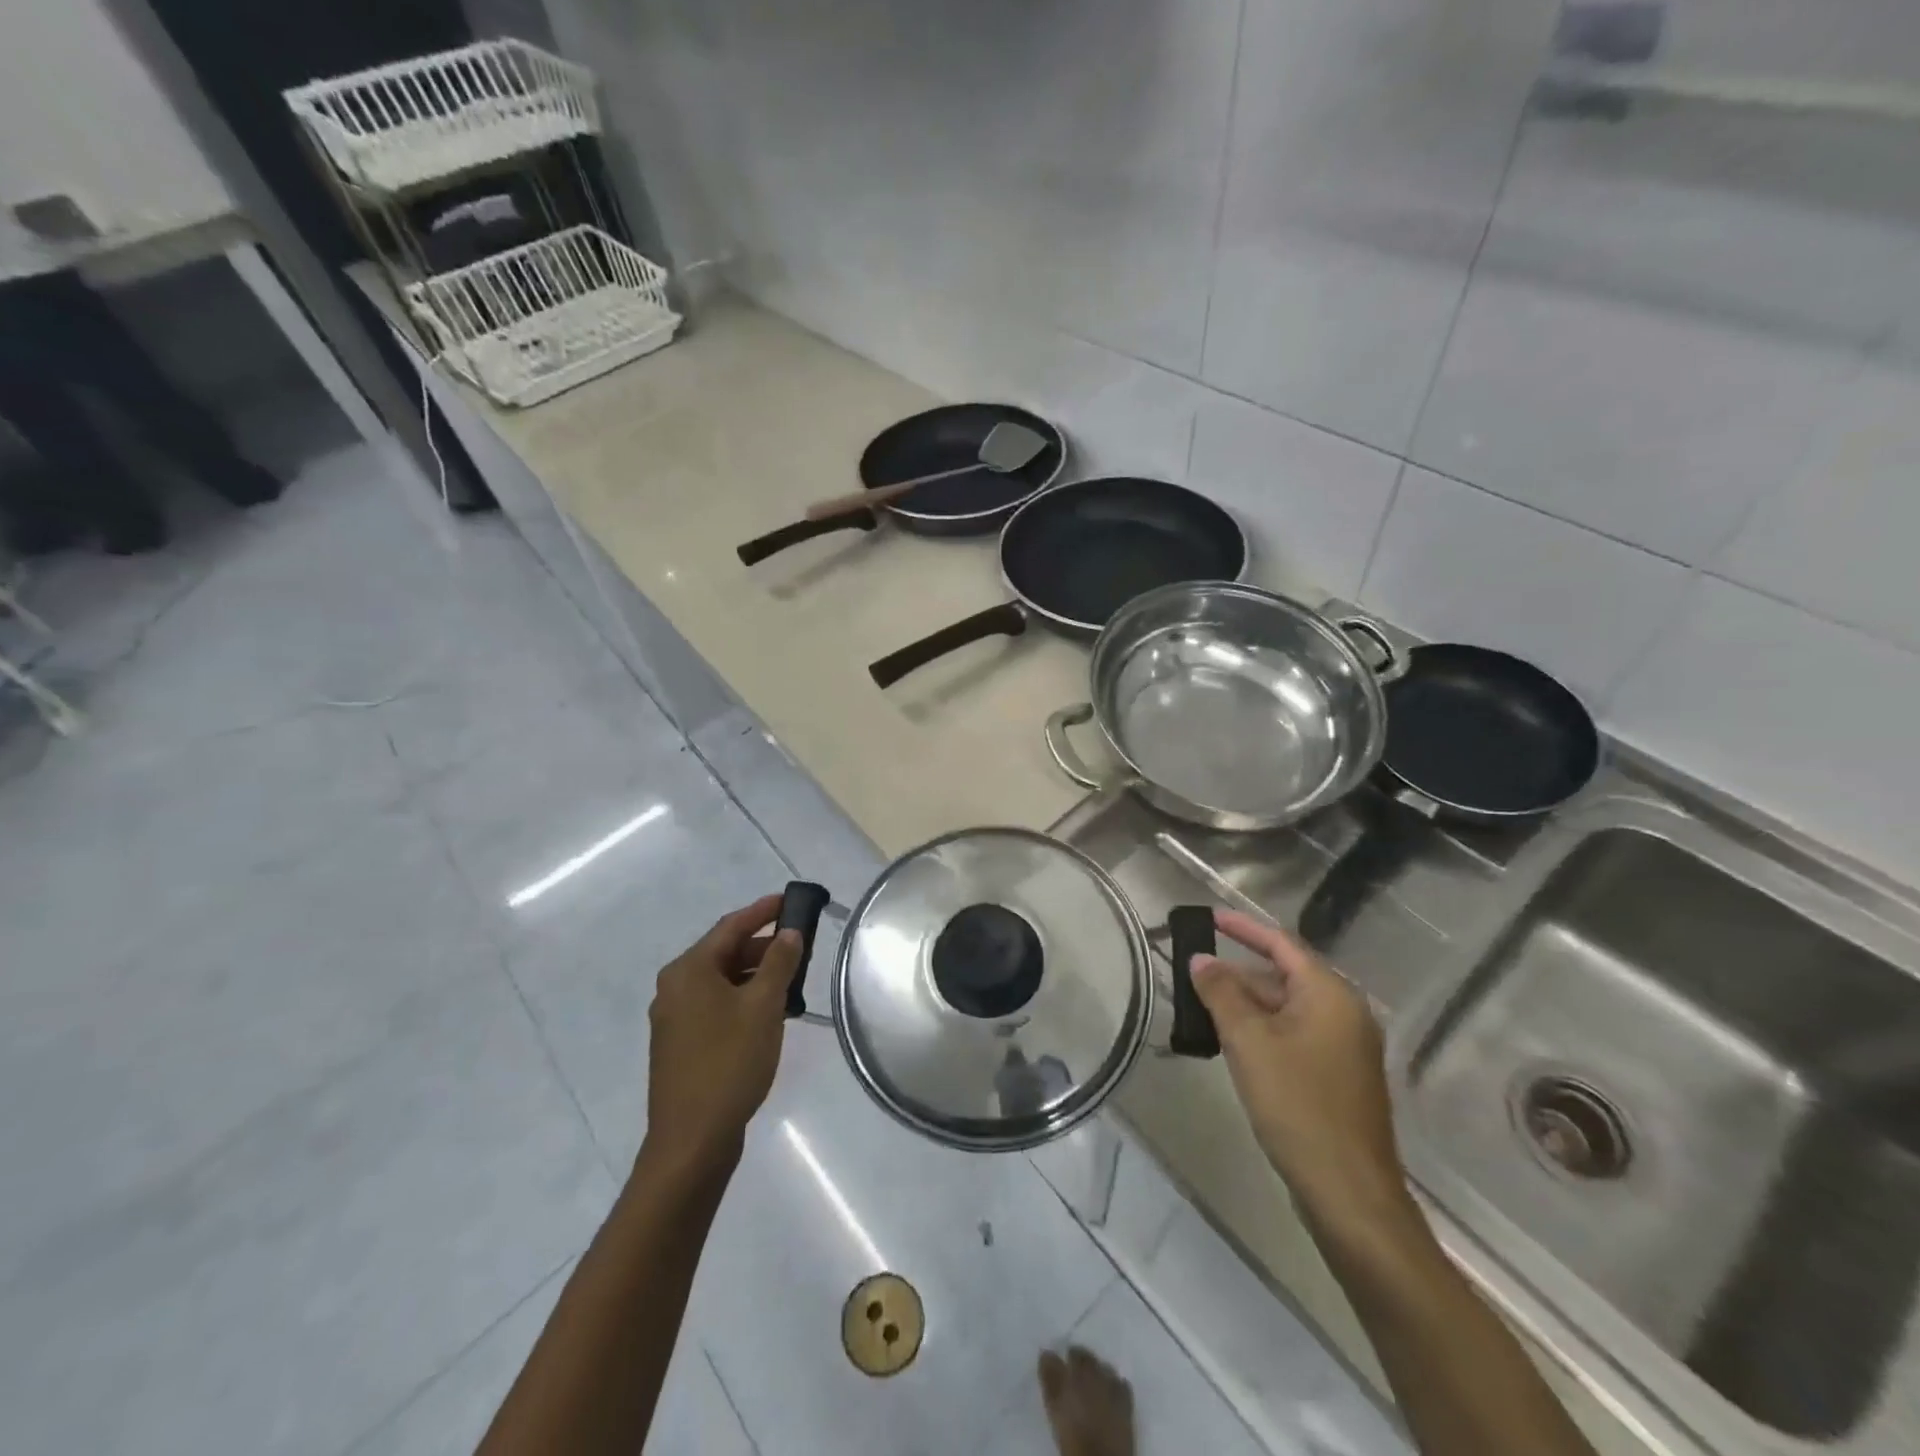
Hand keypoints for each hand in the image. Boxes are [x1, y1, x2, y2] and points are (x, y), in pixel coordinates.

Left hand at [642, 894, 800, 1179]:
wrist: (692, 1141)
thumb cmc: (729, 1062)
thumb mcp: (763, 1006)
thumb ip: (778, 962)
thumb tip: (790, 932)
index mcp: (689, 971)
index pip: (731, 926)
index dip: (763, 910)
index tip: (790, 900)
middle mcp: (674, 987)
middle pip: (724, 952)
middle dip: (762, 946)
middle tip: (799, 946)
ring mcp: (674, 1018)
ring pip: (721, 981)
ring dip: (755, 975)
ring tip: (792, 981)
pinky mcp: (680, 1044)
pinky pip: (715, 1006)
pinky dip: (742, 999)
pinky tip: (769, 1013)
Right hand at [1190, 910, 1406, 1221]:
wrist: (1348, 1192)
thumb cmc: (1297, 1104)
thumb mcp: (1248, 1042)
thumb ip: (1221, 993)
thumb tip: (1200, 960)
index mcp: (1331, 994)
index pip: (1281, 943)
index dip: (1242, 928)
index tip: (1208, 918)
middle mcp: (1345, 1012)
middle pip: (1283, 976)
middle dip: (1237, 973)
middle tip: (1192, 974)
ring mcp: (1345, 1047)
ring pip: (1286, 1008)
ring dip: (1246, 1005)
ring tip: (1201, 1008)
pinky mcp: (1338, 1076)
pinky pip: (1294, 1035)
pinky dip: (1262, 1030)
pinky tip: (1231, 1043)